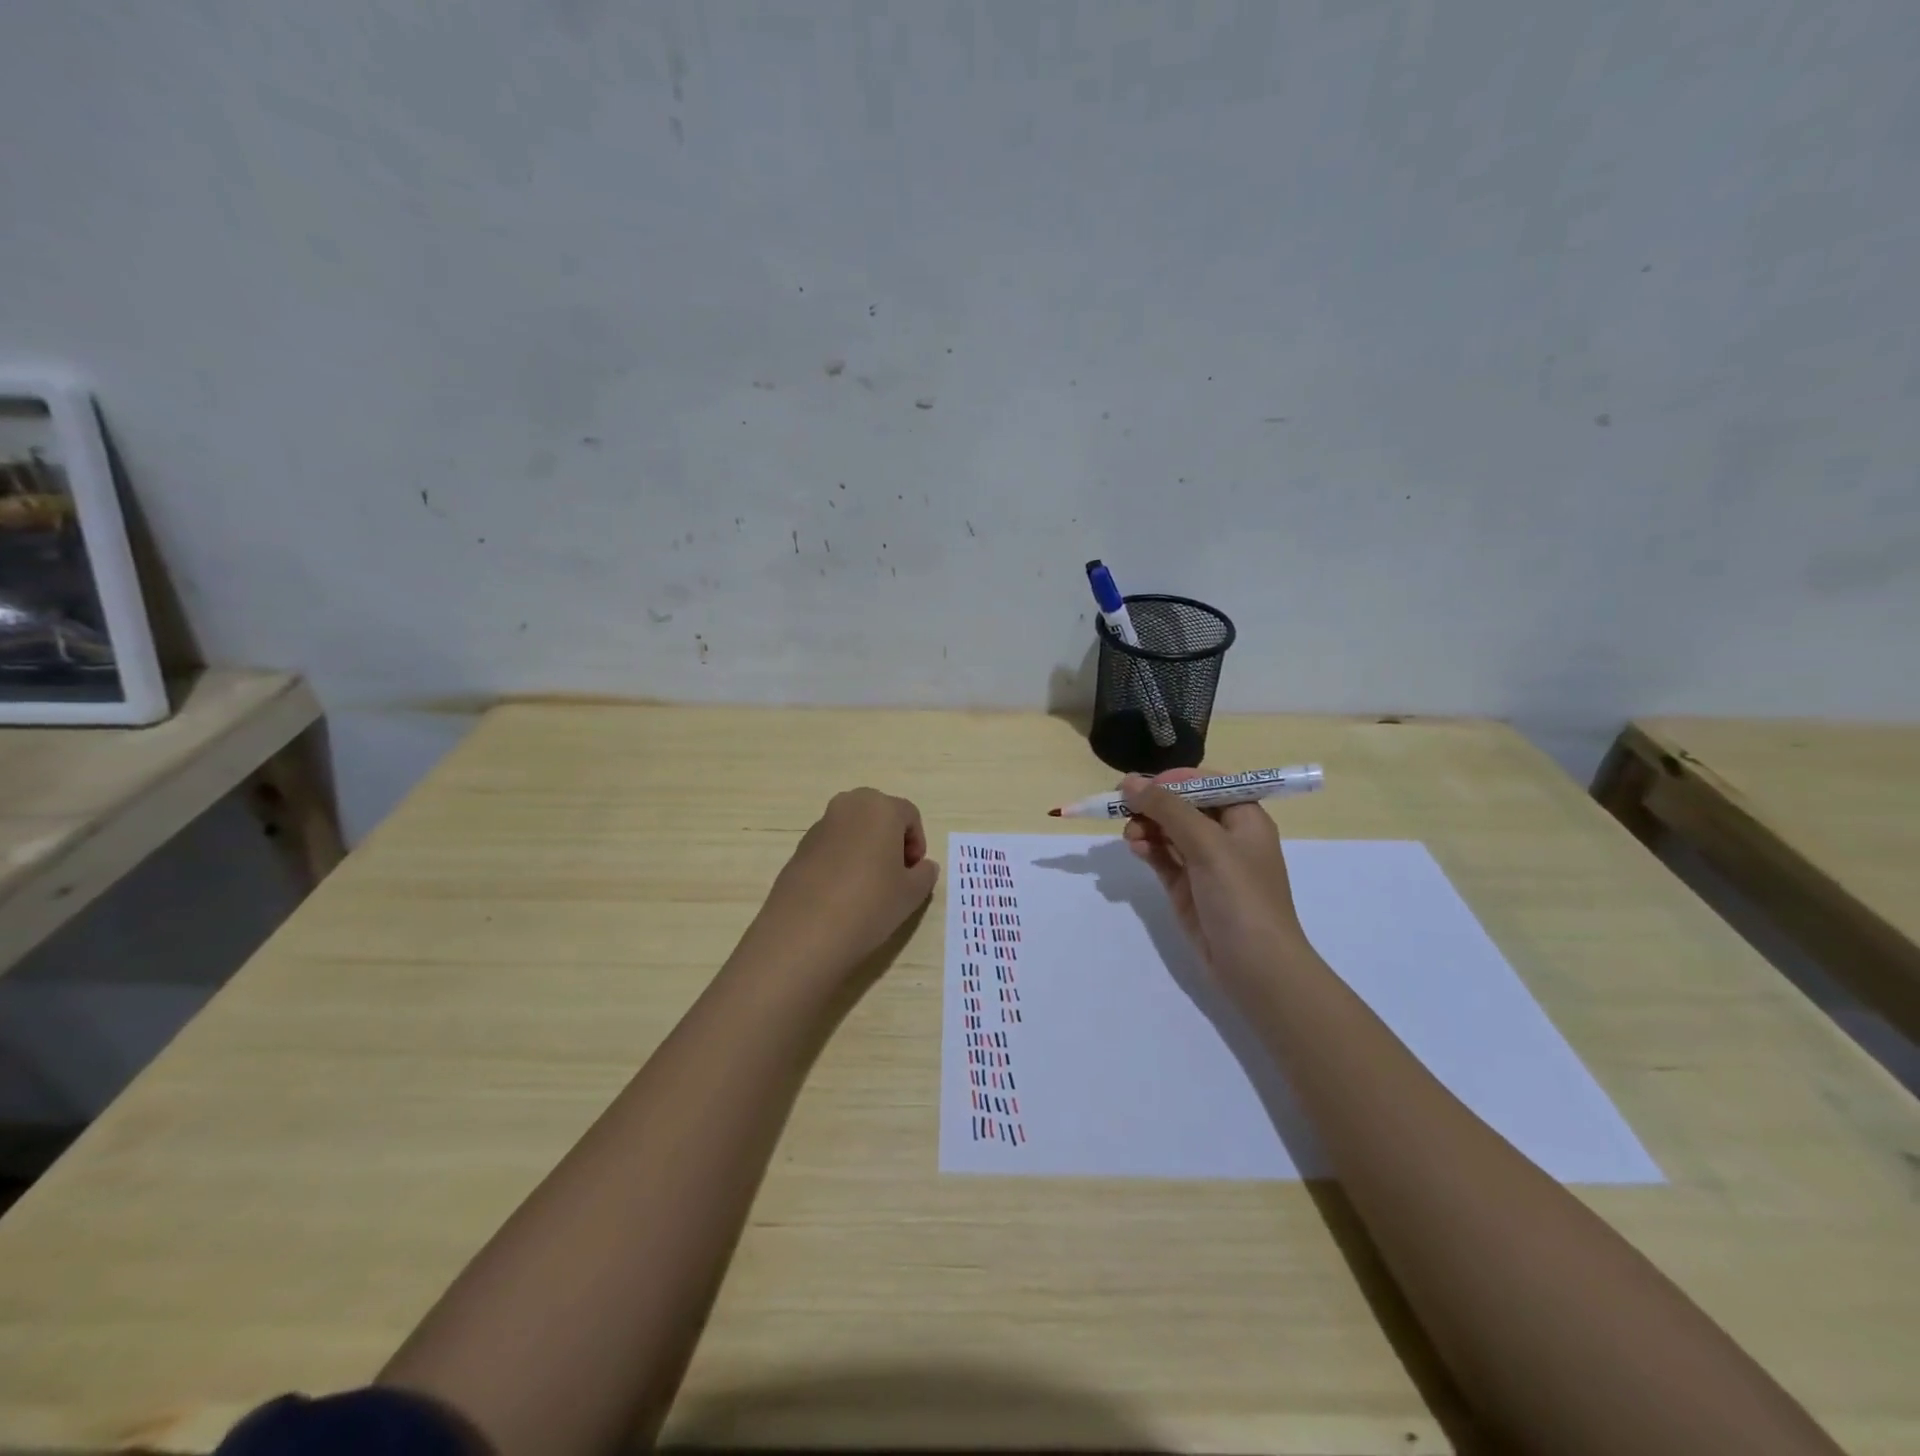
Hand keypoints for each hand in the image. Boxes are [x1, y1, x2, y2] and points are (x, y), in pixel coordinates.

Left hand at [747, 788, 939, 981]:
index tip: (915, 873)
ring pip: (853, 830)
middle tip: (895, 875)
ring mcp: (820, 825)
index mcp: (880, 808)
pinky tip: (842, 894)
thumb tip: (922, 867)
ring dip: (865, 849)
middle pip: (879, 816)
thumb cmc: (870, 903)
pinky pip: (831, 847)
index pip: (910, 815)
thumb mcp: (912, 893)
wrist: (805, 931)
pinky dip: (842, 861)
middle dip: (891, 840)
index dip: (918, 843)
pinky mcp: (799, 848)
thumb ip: (924, 874)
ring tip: (867, 888)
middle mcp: (849, 806)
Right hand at [1121, 769, 1307, 980]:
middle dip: (1153, 805)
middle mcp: (1225, 836)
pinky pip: (1163, 858)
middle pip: (1182, 806)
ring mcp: (1205, 864)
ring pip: (1168, 832)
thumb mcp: (1207, 844)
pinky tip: (1135, 848)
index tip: (1138, 786)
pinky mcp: (1187, 888)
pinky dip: (1148, 849)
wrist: (1256, 967)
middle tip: (1122, 808)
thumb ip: (1167, 809)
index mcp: (1243, 817)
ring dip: (1146, 827)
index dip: (1171, 780)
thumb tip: (1129, 783)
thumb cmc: (1241, 897)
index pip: (1205, 783)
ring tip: (1130, 836)